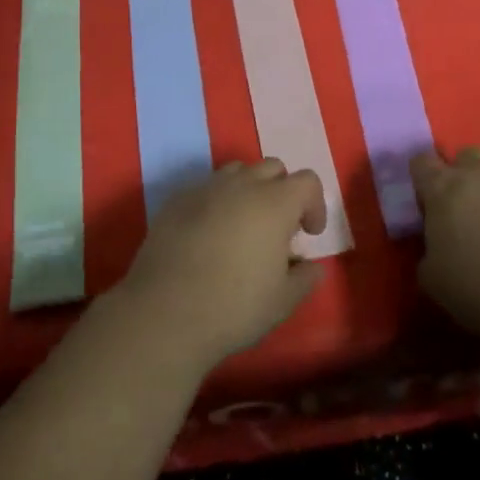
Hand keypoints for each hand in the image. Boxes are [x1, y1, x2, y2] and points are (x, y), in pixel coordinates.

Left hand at [115, 160, 328, 367]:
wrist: (164, 312)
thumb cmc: (234, 307)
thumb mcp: (283, 301)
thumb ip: (305, 277)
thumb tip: (313, 266)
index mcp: (275, 203)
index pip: (307, 181)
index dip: (315, 204)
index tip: (309, 234)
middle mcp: (242, 185)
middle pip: (272, 167)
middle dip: (282, 191)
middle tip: (278, 227)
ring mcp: (205, 189)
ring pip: (237, 172)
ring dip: (249, 190)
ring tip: (243, 226)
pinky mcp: (176, 200)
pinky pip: (205, 188)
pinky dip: (216, 202)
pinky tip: (208, 235)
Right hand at [412, 146, 479, 342]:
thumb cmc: (477, 286)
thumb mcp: (433, 277)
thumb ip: (430, 251)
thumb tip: (438, 248)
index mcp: (443, 190)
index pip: (422, 162)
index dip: (424, 177)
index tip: (427, 199)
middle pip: (468, 156)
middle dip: (466, 175)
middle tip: (469, 209)